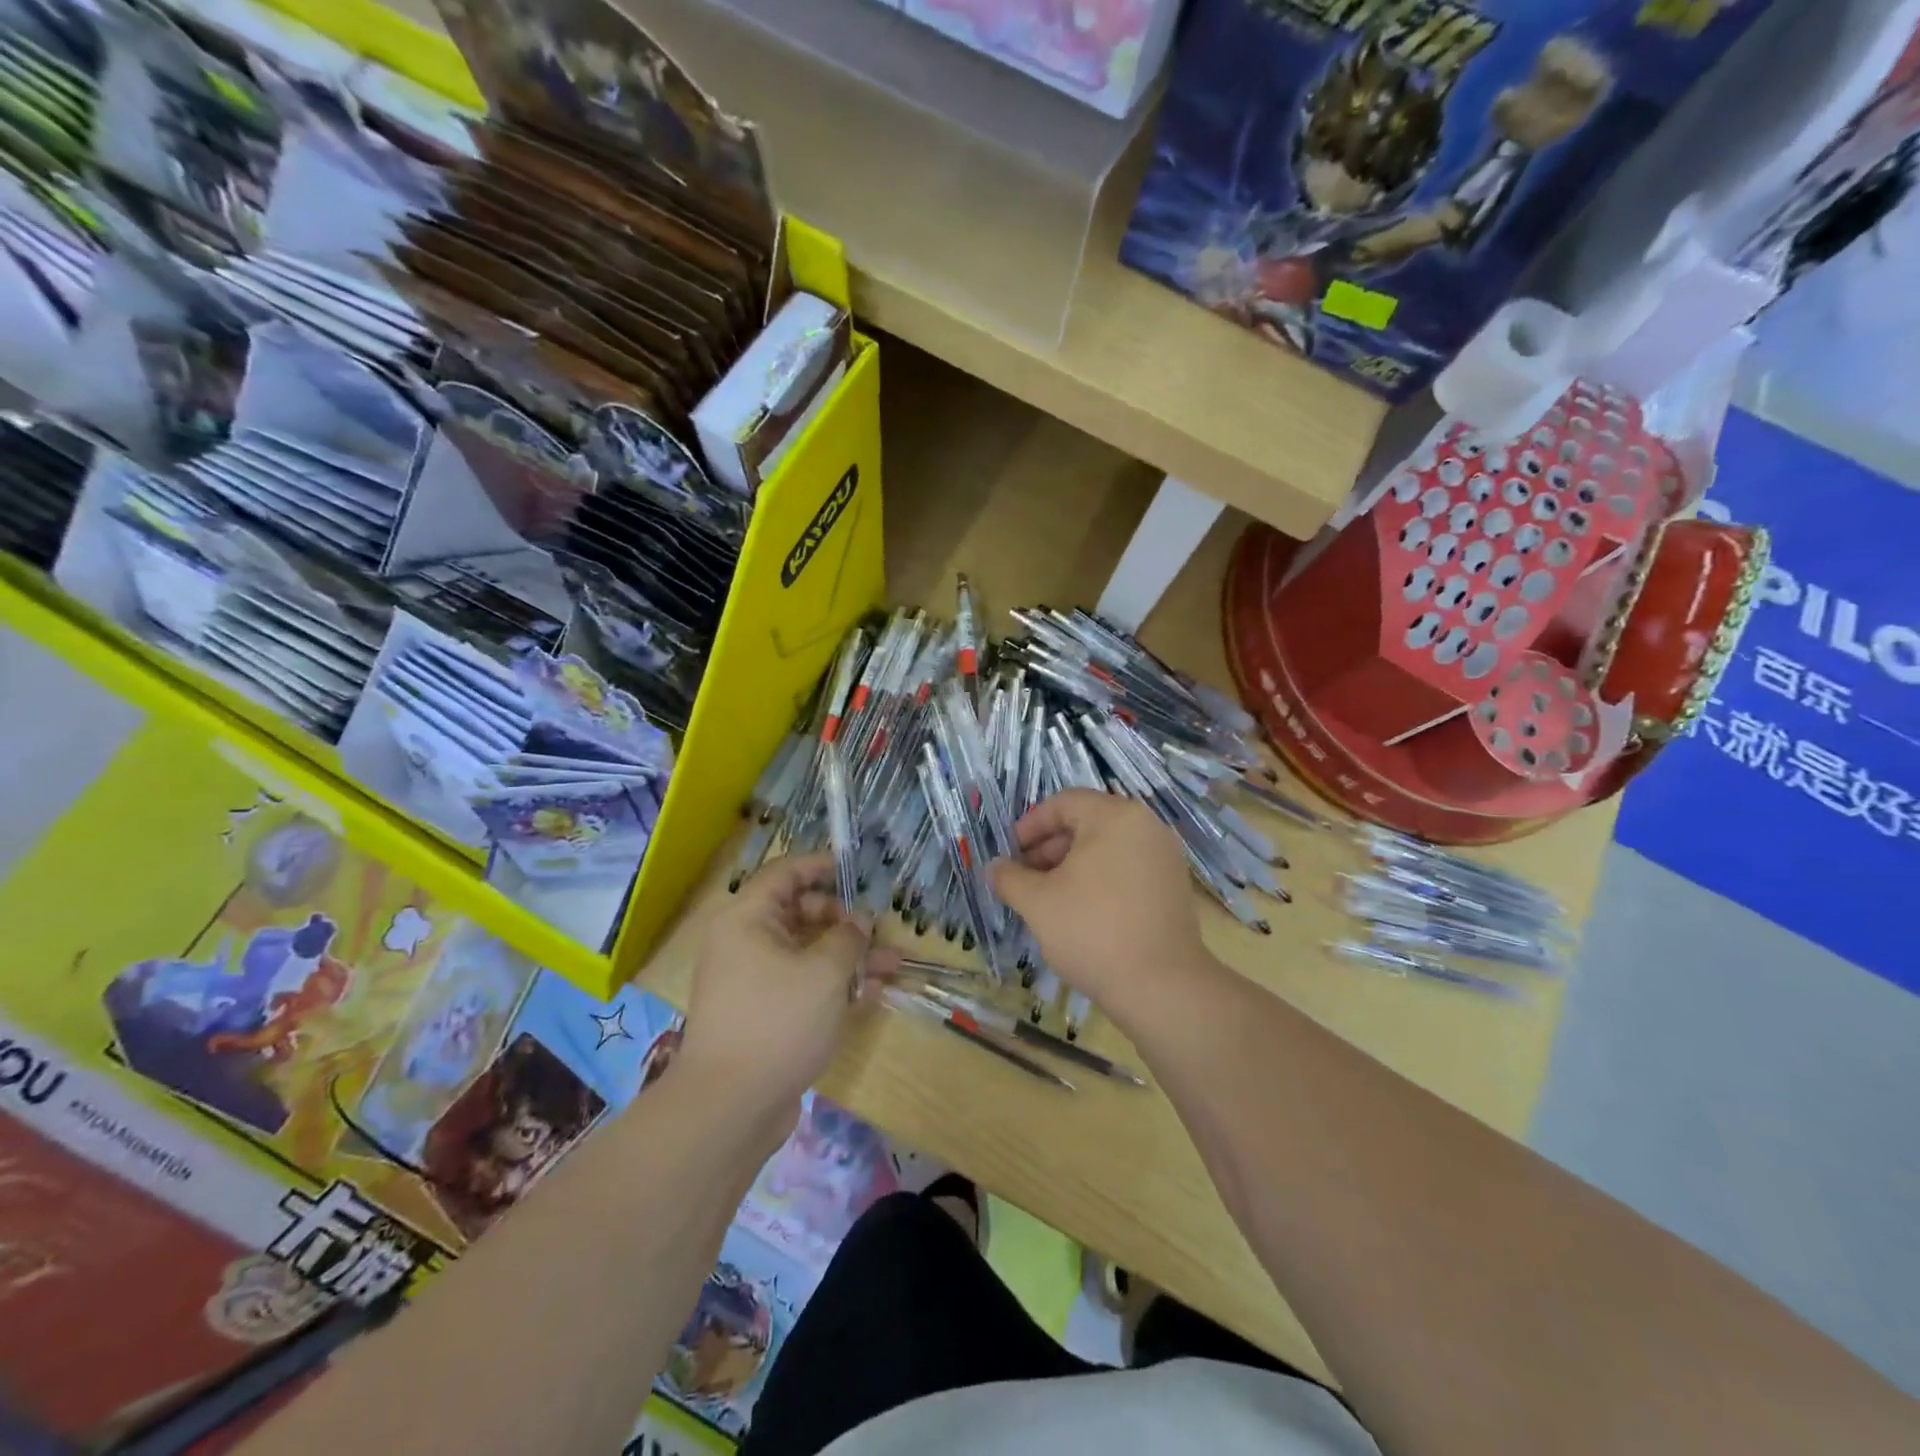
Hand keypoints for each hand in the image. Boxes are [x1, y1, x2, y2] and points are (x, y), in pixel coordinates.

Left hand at [678, 853, 893, 1141]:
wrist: (730, 1107)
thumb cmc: (778, 1021)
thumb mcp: (824, 972)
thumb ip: (848, 938)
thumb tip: (859, 921)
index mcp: (747, 920)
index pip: (784, 875)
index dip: (820, 867)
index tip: (855, 870)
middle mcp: (746, 944)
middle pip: (799, 914)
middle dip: (844, 920)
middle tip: (878, 930)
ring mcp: (755, 982)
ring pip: (808, 953)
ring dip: (849, 956)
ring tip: (892, 964)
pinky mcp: (765, 1015)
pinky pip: (803, 985)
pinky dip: (834, 985)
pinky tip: (872, 993)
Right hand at [989, 790, 1211, 1034]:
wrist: (1161, 987)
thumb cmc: (1092, 930)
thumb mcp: (1037, 902)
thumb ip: (1009, 877)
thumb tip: (994, 867)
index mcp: (1115, 816)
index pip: (1063, 804)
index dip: (1030, 826)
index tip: (1009, 854)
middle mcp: (1146, 826)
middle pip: (1086, 823)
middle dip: (1049, 848)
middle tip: (1024, 879)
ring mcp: (1164, 857)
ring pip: (1107, 848)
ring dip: (1072, 866)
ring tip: (1048, 899)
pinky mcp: (1174, 886)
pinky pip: (1127, 869)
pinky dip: (1100, 880)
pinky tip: (1081, 912)